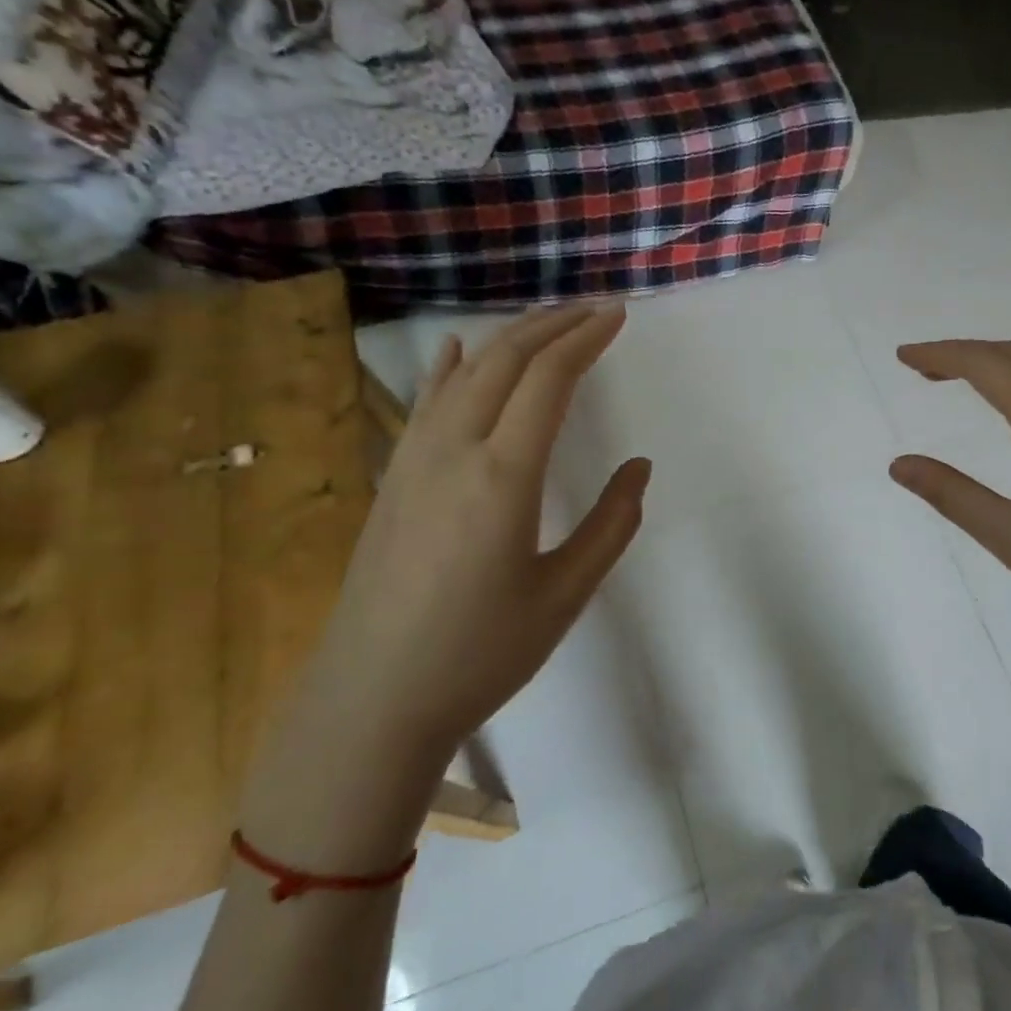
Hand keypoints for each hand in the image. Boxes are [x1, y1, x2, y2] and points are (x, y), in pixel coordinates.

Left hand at [298, 306, 647, 766]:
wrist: (372, 700)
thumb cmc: (480, 654)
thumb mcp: (565, 594)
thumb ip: (611, 524)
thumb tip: (638, 468)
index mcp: (503, 477)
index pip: (549, 380)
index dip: (586, 340)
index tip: (618, 316)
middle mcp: (453, 451)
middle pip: (505, 361)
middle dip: (553, 325)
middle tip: (594, 309)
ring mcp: (413, 461)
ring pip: (464, 373)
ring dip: (510, 339)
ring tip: (547, 323)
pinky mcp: (392, 479)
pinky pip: (425, 403)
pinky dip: (450, 368)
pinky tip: (456, 351)